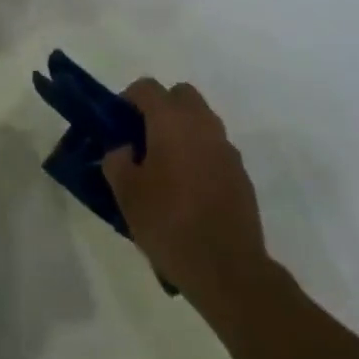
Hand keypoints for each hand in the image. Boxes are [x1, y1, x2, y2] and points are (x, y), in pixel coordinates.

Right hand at [102, 79, 269, 301]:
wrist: (229, 270)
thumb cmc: (170, 223)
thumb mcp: (126, 193)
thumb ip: (116, 160)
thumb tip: (122, 149)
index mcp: (171, 120)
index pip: (146, 88)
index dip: (128, 99)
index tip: (118, 124)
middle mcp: (202, 125)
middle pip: (180, 96)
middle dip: (161, 108)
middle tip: (144, 139)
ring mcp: (226, 149)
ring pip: (201, 121)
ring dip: (183, 132)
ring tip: (166, 168)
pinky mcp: (242, 175)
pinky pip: (215, 150)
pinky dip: (201, 156)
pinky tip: (190, 191)